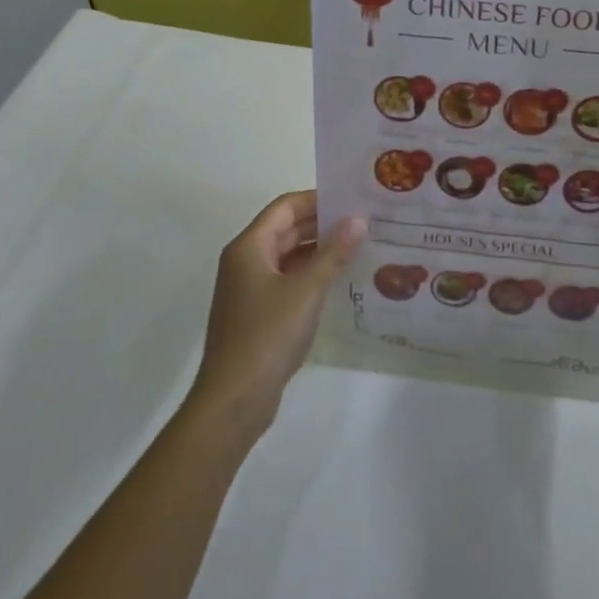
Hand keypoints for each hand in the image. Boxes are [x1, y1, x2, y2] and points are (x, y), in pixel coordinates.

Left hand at [189, 190, 365, 434]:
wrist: (234, 399)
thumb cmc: (267, 335)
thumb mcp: (306, 290)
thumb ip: (333, 253)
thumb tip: (358, 220)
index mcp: (249, 247)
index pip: (285, 207)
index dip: (318, 199)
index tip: (352, 199)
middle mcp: (246, 261)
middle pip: (286, 229)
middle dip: (322, 223)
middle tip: (364, 220)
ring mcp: (250, 289)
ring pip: (288, 256)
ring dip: (319, 250)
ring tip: (359, 246)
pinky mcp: (258, 313)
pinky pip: (288, 280)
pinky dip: (312, 274)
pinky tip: (340, 280)